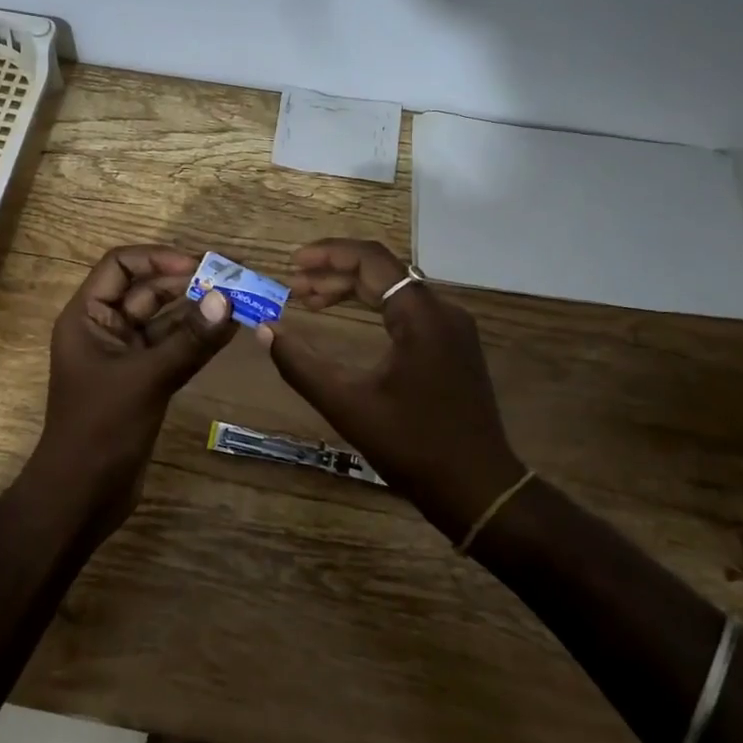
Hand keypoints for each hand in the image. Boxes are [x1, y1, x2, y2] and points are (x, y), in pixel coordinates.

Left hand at [28, 245, 236, 539]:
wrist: (82, 496)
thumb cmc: (101, 429)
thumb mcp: (146, 379)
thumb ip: (189, 340)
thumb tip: (227, 299)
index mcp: (87, 317)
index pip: (119, 266)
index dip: (157, 258)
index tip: (199, 264)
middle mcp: (104, 328)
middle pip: (146, 290)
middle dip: (187, 282)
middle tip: (233, 277)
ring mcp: (125, 355)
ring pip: (164, 320)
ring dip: (197, 310)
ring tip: (240, 299)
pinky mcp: (143, 380)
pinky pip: (172, 347)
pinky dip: (197, 339)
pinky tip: (229, 330)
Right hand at [258, 239, 524, 542]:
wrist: (478, 489)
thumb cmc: (412, 446)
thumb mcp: (346, 405)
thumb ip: (300, 364)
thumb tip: (264, 330)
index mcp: (421, 316)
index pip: (372, 259)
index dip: (328, 254)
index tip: (293, 263)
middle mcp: (442, 311)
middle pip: (382, 272)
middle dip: (334, 274)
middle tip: (293, 287)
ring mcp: (452, 328)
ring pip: (395, 290)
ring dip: (352, 290)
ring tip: (310, 301)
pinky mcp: (453, 346)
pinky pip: (408, 310)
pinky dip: (373, 308)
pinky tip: (347, 320)